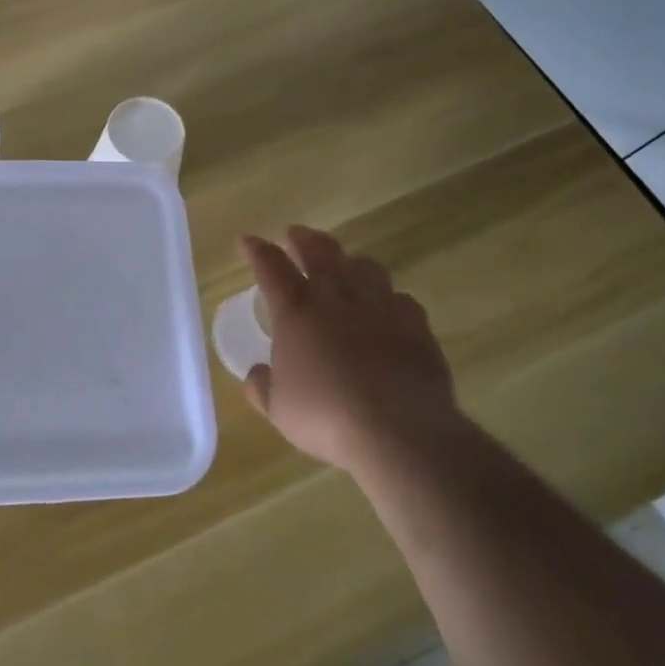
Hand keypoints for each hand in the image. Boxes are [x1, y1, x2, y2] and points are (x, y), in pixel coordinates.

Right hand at [239, 227, 456, 471]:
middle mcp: (336, 298)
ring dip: (349, 261)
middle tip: (296, 233)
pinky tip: (388, 307)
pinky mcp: (416, 326)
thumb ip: (263, 387)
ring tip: (345, 264)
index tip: (248, 240)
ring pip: (364, 267)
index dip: (257, 250)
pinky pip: (400, 299)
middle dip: (304, 240)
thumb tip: (257, 373)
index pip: (270, 266)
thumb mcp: (279, 410)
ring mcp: (380, 308)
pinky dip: (389, 298)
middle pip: (319, 253)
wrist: (400, 431)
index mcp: (295, 311)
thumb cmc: (327, 417)